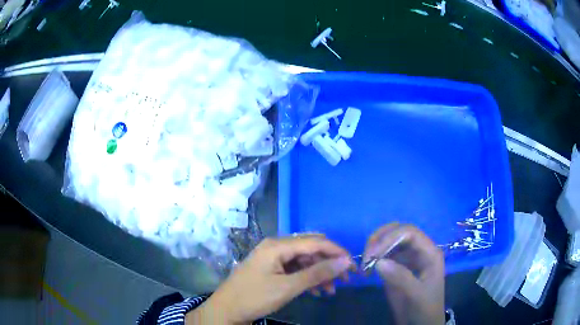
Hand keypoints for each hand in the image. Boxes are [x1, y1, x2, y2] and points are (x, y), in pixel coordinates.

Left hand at [187, 235, 353, 323]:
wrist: (226, 310)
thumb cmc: (254, 297)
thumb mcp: (288, 287)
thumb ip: (317, 273)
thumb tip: (345, 261)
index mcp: (277, 246)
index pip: (315, 242)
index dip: (336, 252)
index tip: (353, 265)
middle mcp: (276, 247)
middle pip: (310, 249)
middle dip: (329, 263)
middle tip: (344, 279)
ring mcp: (273, 258)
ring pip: (304, 260)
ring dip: (319, 273)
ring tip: (330, 290)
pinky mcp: (271, 268)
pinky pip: (295, 269)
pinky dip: (307, 278)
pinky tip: (315, 291)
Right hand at [364, 223, 444, 324]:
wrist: (422, 322)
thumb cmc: (425, 308)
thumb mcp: (416, 295)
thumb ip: (401, 278)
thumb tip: (378, 262)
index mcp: (429, 253)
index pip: (410, 233)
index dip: (390, 238)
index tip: (373, 255)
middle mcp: (419, 251)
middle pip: (399, 232)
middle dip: (380, 239)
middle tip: (366, 256)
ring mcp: (408, 258)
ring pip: (390, 241)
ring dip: (375, 247)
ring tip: (365, 263)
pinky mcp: (398, 267)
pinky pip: (385, 255)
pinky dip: (374, 258)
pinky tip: (368, 268)